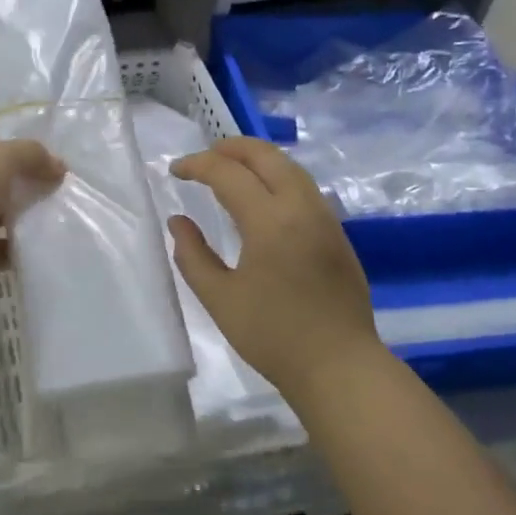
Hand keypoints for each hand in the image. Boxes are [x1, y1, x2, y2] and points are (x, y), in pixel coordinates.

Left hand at [0, 127, 62, 301]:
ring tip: (65, 208)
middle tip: (65, 179)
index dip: (13, 138)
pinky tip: (51, 240)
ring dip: (28, 213)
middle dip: (27, 178)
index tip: (50, 145)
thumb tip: (58, 166)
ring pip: (2, 213)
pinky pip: (5, 247)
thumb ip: (31, 154)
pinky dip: (24, 246)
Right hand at [170, 137, 380, 396]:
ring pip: (290, 167)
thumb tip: (179, 221)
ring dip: (257, 159)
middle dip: (230, 148)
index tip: (175, 170)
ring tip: (230, 170)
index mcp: (270, 220)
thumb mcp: (219, 299)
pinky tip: (262, 198)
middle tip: (203, 159)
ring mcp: (325, 218)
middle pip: (266, 155)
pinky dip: (277, 177)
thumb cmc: (273, 336)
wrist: (340, 366)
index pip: (228, 173)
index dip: (197, 164)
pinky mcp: (337, 234)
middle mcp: (301, 207)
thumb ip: (192, 255)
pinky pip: (304, 187)